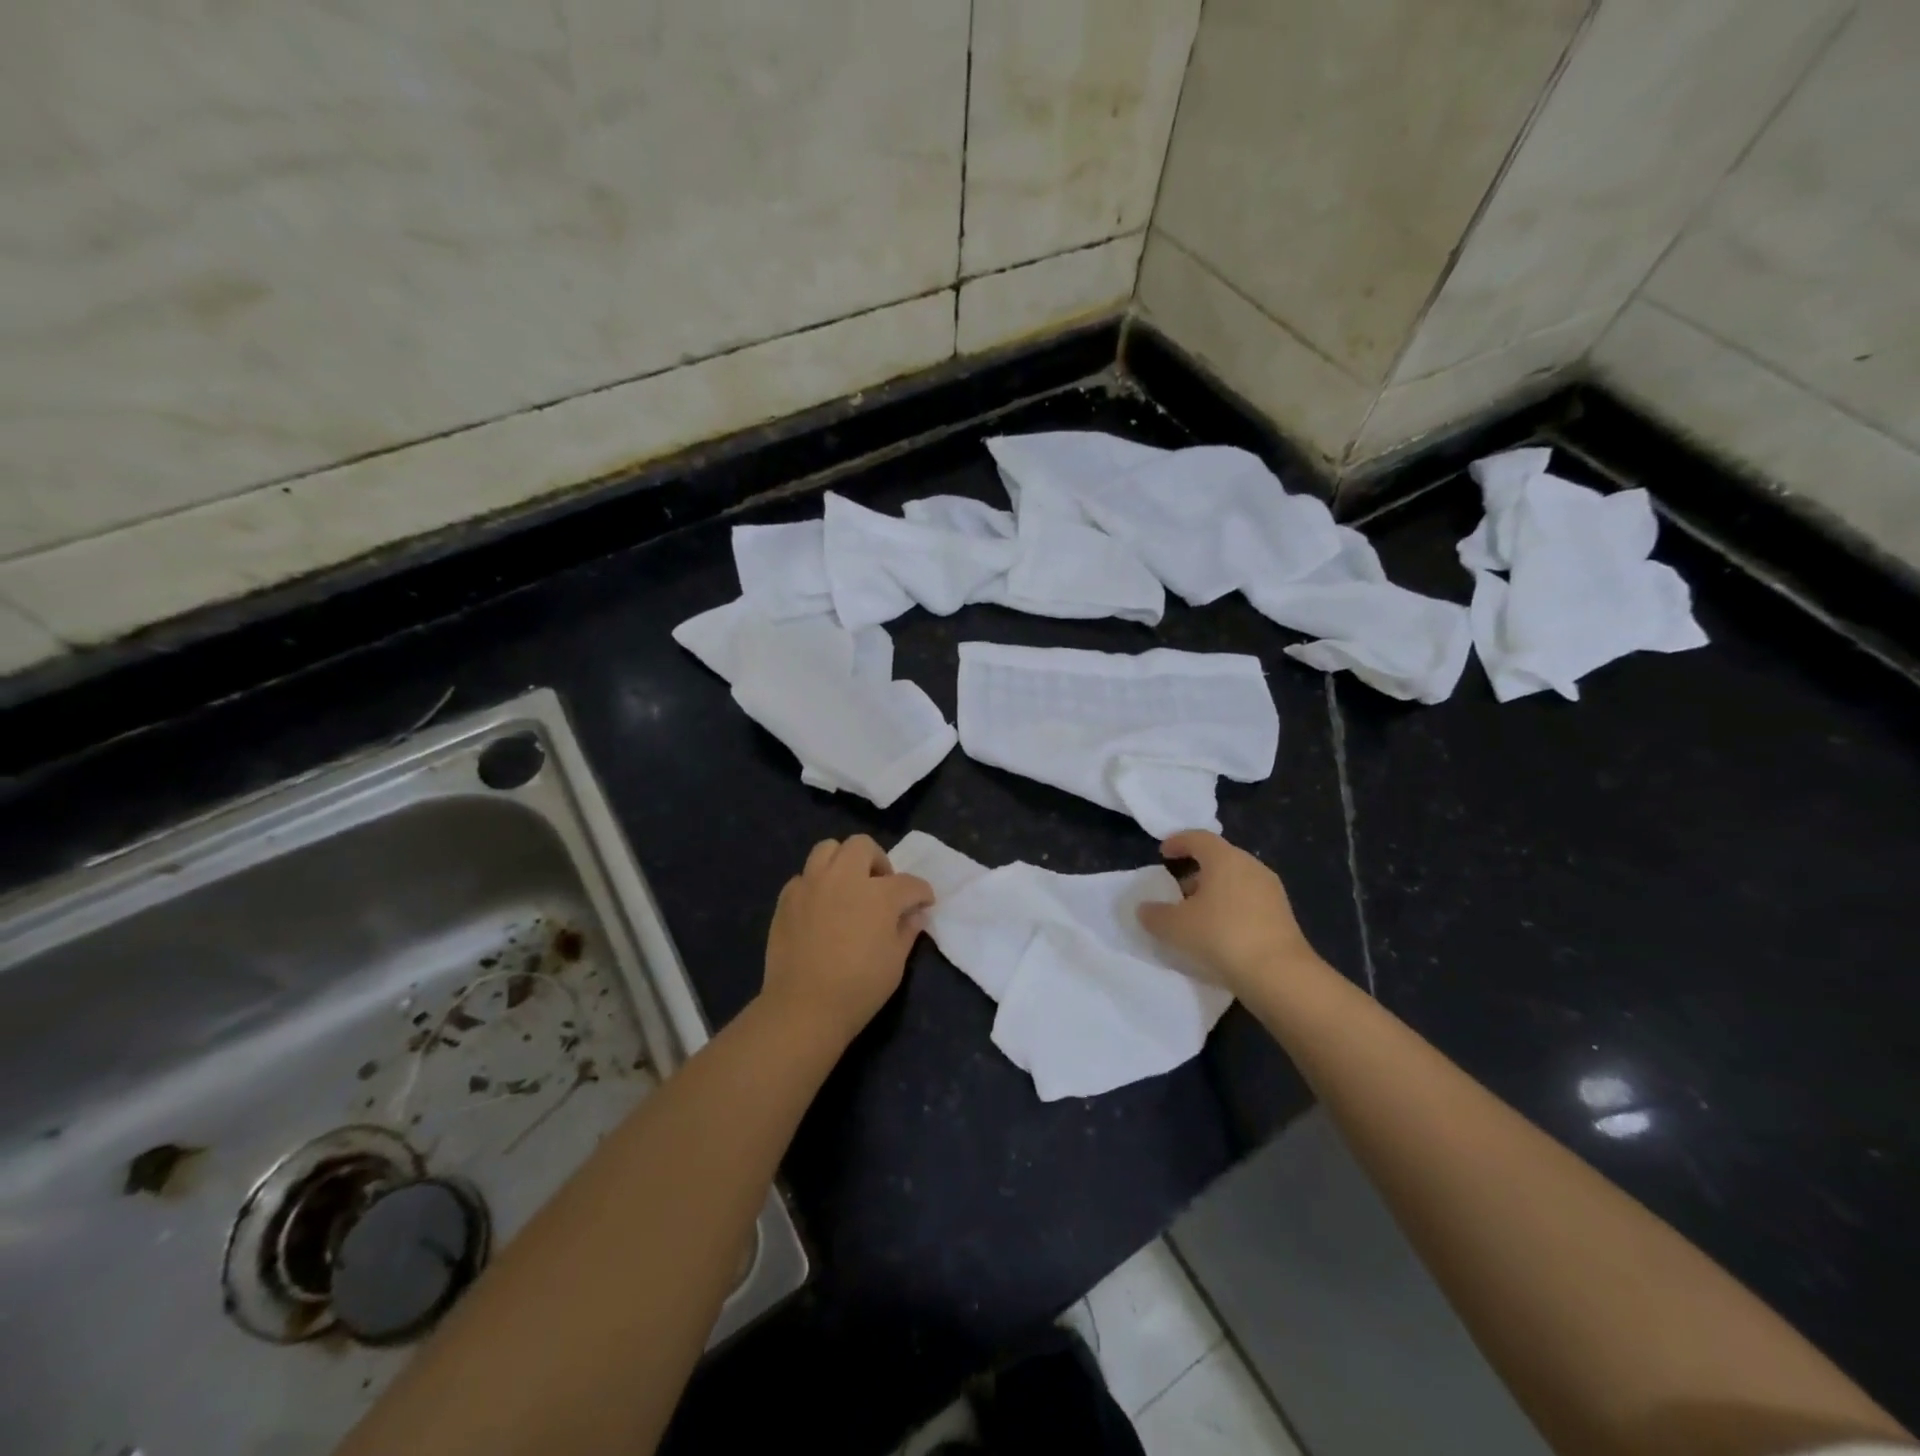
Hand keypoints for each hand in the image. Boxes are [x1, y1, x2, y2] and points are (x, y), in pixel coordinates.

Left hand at [761, 836, 934, 1043]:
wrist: (804, 1007)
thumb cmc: (859, 988)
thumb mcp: (896, 962)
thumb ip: (907, 930)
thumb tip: (914, 915)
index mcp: (879, 894)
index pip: (909, 883)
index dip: (921, 892)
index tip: (924, 902)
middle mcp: (844, 878)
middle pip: (863, 846)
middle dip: (878, 861)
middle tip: (881, 886)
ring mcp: (812, 884)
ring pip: (828, 848)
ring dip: (843, 861)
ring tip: (847, 886)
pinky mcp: (787, 898)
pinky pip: (804, 876)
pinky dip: (816, 884)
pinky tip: (820, 907)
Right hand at [1138, 831, 1321, 993]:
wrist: (1279, 974)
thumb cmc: (1221, 936)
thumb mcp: (1175, 927)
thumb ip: (1154, 914)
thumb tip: (1145, 909)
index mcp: (1224, 858)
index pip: (1198, 838)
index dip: (1178, 842)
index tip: (1163, 853)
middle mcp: (1250, 866)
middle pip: (1219, 858)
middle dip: (1196, 870)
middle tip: (1177, 888)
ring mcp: (1270, 890)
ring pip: (1235, 880)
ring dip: (1214, 890)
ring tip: (1197, 914)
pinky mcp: (1283, 914)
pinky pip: (1249, 900)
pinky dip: (1231, 906)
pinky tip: (1220, 930)